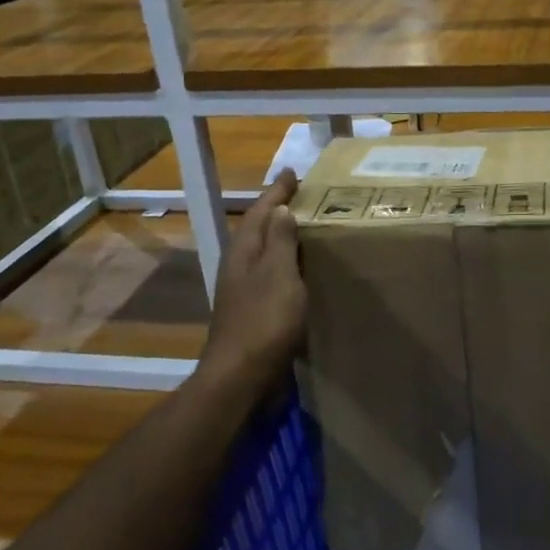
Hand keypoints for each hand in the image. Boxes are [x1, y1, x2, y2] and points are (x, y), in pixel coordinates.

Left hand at [201, 169, 305, 393]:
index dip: (277, 192)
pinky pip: (273, 277)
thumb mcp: (277, 274)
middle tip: (304, 196)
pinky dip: (288, 265)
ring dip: (283, 238)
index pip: (261, 211)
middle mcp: (241, 267)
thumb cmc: (263, 322)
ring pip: (266, 253)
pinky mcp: (255, 312)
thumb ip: (279, 241)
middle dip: (279, 211)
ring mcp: (245, 291)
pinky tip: (303, 272)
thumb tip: (280, 208)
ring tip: (308, 227)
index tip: (292, 172)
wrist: (241, 378)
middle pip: (260, 230)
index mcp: (244, 252)